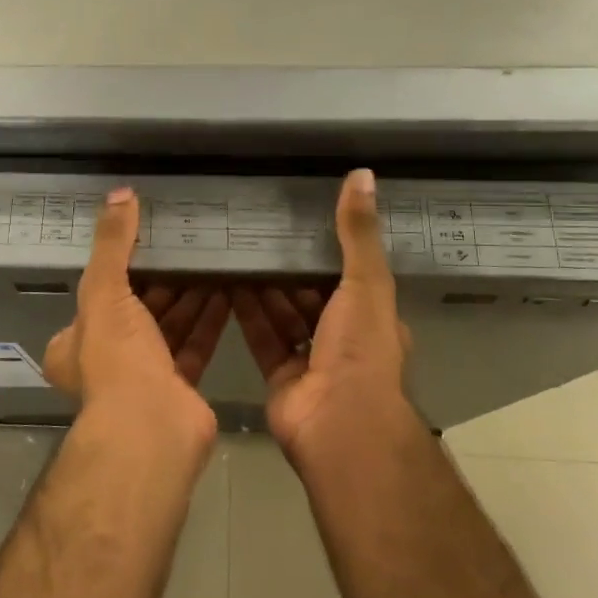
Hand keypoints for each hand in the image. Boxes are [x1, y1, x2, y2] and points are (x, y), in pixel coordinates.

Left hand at [44, 189, 226, 448]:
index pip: (97, 293)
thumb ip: (113, 243)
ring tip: (212, 260)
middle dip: (163, 279)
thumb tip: (120, 193)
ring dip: (189, 296)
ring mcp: (144, 376)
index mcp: (75, 341)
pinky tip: (229, 291)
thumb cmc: (116, 358)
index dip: (122, 266)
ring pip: (168, 326)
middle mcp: (105, 359)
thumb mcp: (104, 291)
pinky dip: (209, 319)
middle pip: (137, 309)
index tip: (147, 239)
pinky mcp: (179, 386)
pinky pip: (195, 343)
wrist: (152, 428)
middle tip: (187, 244)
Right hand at [232, 169, 412, 462]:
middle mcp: (343, 338)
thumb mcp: (365, 282)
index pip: (349, 275)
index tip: (300, 220)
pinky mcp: (279, 376)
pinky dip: (246, 313)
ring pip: (283, 314)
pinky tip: (226, 283)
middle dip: (288, 268)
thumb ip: (358, 233)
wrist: (338, 423)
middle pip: (311, 295)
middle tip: (258, 230)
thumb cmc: (359, 348)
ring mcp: (310, 360)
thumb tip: (363, 174)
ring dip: (264, 287)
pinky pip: (261, 336)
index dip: (327, 250)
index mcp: (371, 317)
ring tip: (237, 249)